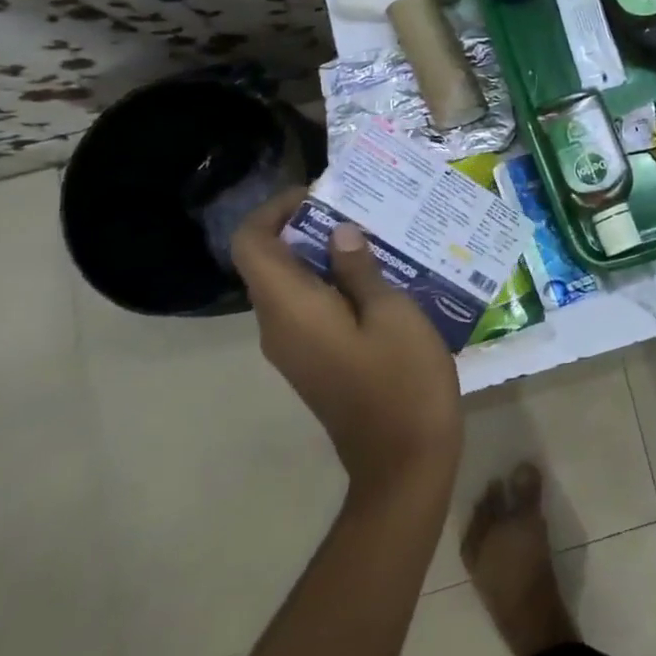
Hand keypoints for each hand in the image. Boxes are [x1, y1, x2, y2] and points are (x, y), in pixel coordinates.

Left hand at [232, 189, 460, 494]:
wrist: (404, 462)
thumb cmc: (403, 381)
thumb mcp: (392, 314)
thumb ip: (360, 269)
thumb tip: (338, 233)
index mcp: (291, 310)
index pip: (252, 244)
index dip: (275, 210)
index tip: (322, 194)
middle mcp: (279, 328)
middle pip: (271, 262)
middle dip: (309, 227)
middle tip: (363, 209)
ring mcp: (294, 350)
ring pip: (292, 285)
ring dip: (326, 255)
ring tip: (379, 237)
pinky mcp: (315, 362)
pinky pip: (310, 309)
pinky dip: (335, 283)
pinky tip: (382, 279)